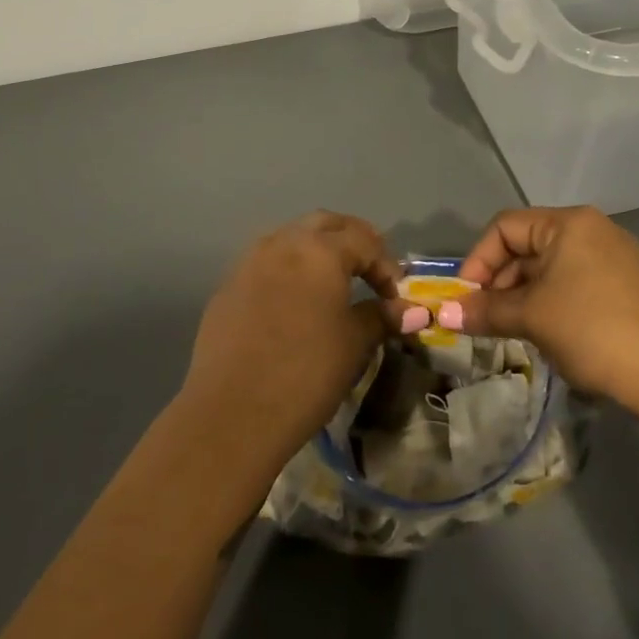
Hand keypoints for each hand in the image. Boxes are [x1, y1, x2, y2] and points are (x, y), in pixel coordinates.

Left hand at [181, 212, 414, 466]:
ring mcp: (250, 262)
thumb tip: (410, 311)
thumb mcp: (354, 344)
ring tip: (333, 282)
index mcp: (320, 250)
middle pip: (326, 224)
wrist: (231, 414)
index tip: (397, 297)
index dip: (387, 266)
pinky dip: (288, 270)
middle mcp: (283, 243)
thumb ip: (381, 317)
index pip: (364, 241)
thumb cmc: (305, 373)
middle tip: (370, 270)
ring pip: (291, 238)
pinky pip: (266, 263)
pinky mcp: (228, 287)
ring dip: (317, 250)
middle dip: (353, 241)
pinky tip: (294, 302)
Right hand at [443, 206, 638, 407]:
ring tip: (513, 331)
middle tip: (485, 319)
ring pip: (551, 268)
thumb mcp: (531, 317)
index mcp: (569, 223)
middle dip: (500, 282)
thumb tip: (443, 313)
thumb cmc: (591, 330)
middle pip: (528, 245)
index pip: (505, 228)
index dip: (478, 261)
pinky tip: (548, 334)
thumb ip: (486, 310)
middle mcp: (592, 229)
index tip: (466, 299)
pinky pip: (574, 282)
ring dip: (524, 296)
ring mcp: (614, 257)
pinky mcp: (627, 285)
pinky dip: (551, 302)